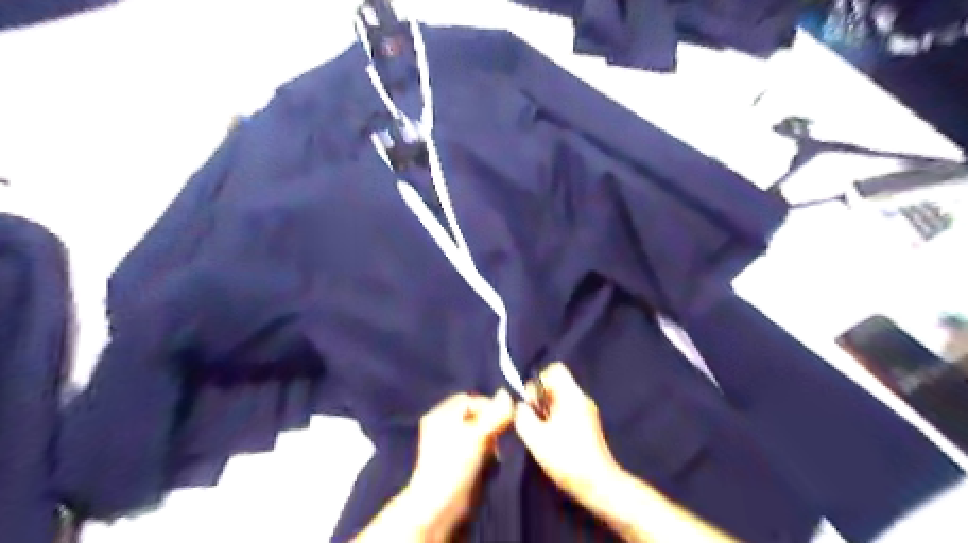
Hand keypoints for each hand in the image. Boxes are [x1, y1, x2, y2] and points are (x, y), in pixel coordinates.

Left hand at [403, 390, 513, 539]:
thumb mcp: (478, 434)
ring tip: (492, 457)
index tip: (503, 418)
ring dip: (491, 444)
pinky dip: (487, 458)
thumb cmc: (455, 464)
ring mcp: (451, 448)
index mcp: (441, 415)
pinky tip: (489, 468)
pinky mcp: (458, 466)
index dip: (487, 405)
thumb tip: (507, 394)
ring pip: (480, 436)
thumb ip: (495, 413)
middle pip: (476, 417)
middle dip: (490, 427)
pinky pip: (478, 453)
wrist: (440, 508)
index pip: (469, 399)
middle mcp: (444, 427)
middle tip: (497, 438)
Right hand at [514, 363, 620, 507]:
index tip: (531, 402)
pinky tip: (551, 440)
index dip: (538, 381)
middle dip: (540, 399)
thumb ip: (522, 416)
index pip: (555, 369)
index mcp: (571, 395)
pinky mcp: (588, 426)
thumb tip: (520, 406)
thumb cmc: (566, 458)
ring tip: (540, 432)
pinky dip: (555, 420)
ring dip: (546, 412)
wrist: (599, 485)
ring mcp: (587, 412)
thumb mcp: (536, 437)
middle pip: (556, 385)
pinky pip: (567, 412)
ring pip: (560, 400)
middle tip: (533, 420)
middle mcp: (581, 398)